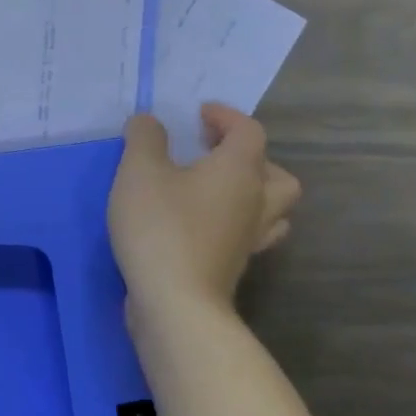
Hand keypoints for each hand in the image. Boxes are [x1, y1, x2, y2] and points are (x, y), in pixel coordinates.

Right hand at [107, 104, 300, 318]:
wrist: (175, 300)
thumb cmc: (160, 226)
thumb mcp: (139, 171)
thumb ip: (144, 138)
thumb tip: (150, 122)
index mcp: (239, 171)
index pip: (249, 131)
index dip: (226, 117)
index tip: (198, 114)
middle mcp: (256, 201)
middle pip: (276, 173)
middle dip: (250, 158)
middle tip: (213, 154)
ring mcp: (250, 238)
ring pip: (273, 208)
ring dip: (252, 192)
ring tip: (215, 189)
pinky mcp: (236, 265)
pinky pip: (250, 234)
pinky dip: (235, 222)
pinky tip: (204, 224)